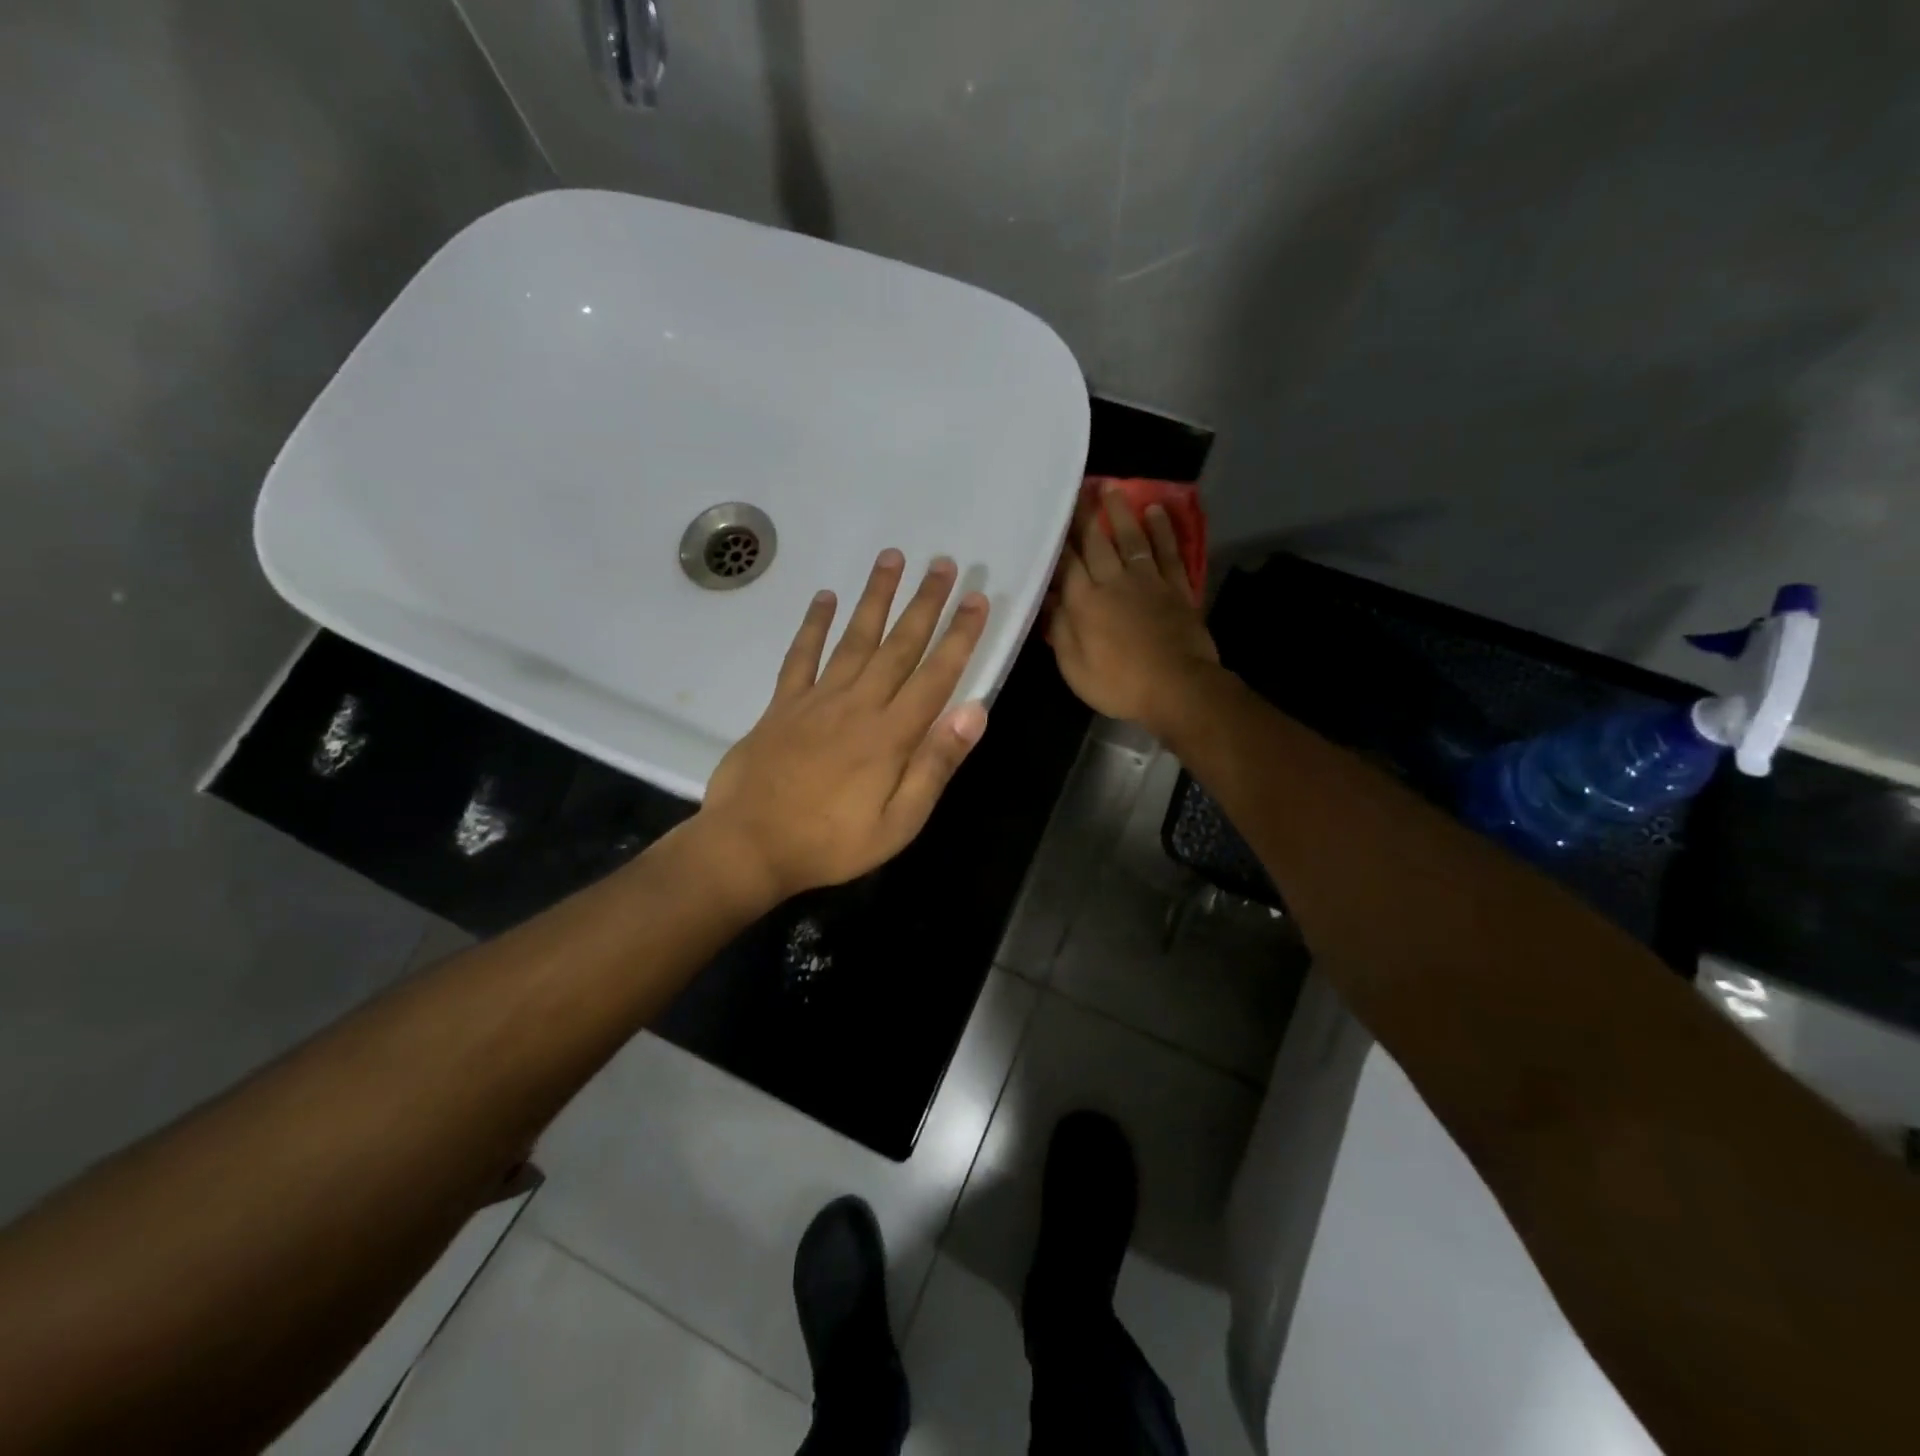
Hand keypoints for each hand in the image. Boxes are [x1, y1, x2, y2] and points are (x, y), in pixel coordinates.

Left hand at [696, 550, 990, 902]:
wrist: (748, 846)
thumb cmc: (830, 843)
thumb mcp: (898, 823)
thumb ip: (935, 765)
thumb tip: (973, 712)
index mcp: (891, 734)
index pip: (936, 675)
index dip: (960, 636)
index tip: (977, 599)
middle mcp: (858, 704)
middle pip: (899, 645)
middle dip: (925, 603)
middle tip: (944, 563)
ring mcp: (817, 700)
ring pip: (854, 638)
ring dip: (875, 597)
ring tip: (892, 558)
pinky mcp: (782, 705)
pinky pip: (801, 655)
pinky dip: (813, 625)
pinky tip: (823, 597)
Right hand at [1047, 485, 1219, 735]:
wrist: (1177, 688)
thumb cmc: (1118, 684)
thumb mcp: (1074, 666)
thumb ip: (1060, 629)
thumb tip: (1048, 600)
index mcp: (1084, 602)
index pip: (1066, 563)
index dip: (1058, 540)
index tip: (1050, 518)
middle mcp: (1114, 582)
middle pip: (1096, 542)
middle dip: (1085, 515)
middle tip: (1077, 488)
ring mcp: (1148, 581)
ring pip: (1131, 538)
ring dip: (1120, 512)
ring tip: (1111, 488)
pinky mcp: (1176, 587)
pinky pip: (1168, 551)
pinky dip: (1162, 530)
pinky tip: (1156, 511)